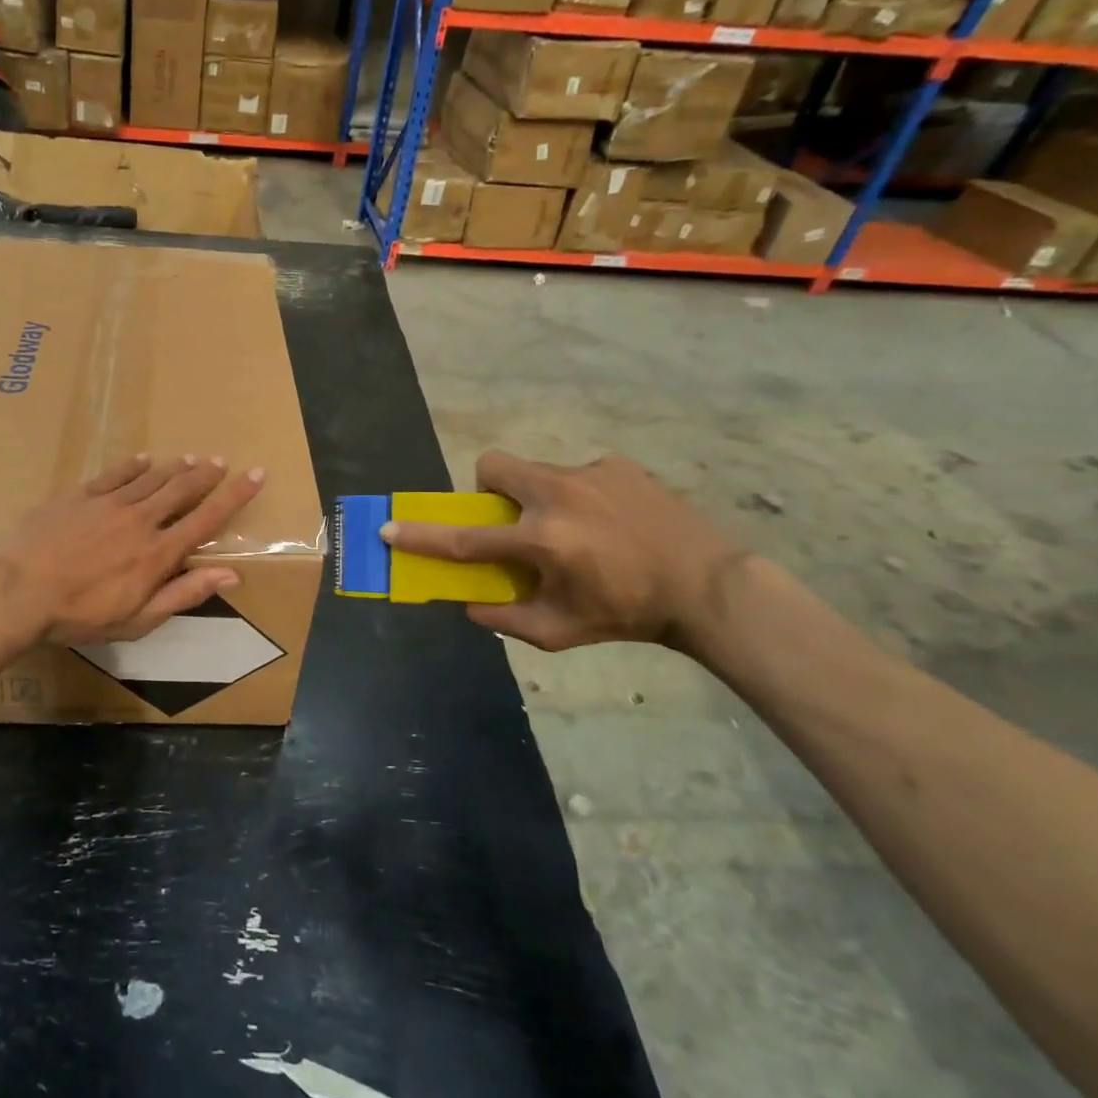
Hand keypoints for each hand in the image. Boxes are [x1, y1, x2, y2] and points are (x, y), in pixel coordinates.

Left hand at [0, 455, 265, 647]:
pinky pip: (114, 474)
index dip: (235, 496)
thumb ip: (184, 594)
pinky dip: (133, 466)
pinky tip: (143, 459)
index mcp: (158, 553)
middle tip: (221, 461)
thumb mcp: (138, 619)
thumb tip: (231, 574)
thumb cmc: (80, 615)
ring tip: (191, 459)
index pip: (207, 519)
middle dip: (206, 475)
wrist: (19, 591)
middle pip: (182, 490)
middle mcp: (141, 520)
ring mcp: (108, 503)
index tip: (256, 474)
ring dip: (174, 468)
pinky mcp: (79, 496)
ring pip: (151, 478)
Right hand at [382, 451, 746, 652]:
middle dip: (487, 488)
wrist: (708, 586)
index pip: (466, 539)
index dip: (422, 537)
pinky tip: (610, 521)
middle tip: (511, 517)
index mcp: (542, 541)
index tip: (388, 529)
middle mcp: (557, 497)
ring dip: (537, 496)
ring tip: (575, 527)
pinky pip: (577, 474)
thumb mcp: (560, 632)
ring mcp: (588, 474)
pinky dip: (579, 496)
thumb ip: (506, 619)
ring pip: (535, 471)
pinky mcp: (616, 465)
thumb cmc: (628, 614)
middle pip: (492, 466)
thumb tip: (469, 604)